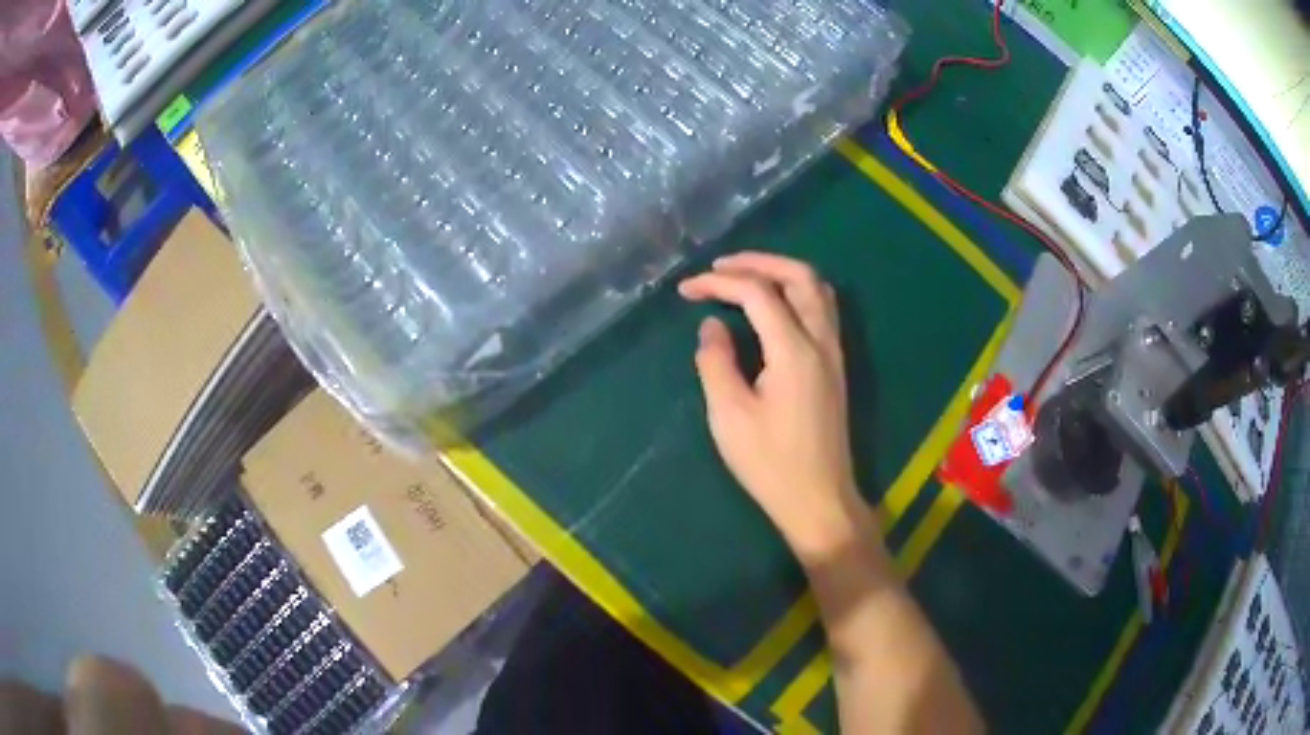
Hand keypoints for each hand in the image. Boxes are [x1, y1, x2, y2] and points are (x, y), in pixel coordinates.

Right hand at [680, 252, 865, 560]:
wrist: (818, 499)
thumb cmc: (770, 463)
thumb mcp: (729, 415)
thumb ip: (716, 362)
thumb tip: (713, 325)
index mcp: (793, 350)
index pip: (757, 293)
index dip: (719, 283)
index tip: (685, 290)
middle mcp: (821, 341)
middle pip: (799, 275)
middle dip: (758, 262)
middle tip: (720, 266)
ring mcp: (834, 353)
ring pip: (817, 289)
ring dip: (782, 272)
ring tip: (746, 277)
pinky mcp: (836, 367)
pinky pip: (822, 310)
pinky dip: (797, 293)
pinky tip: (774, 307)